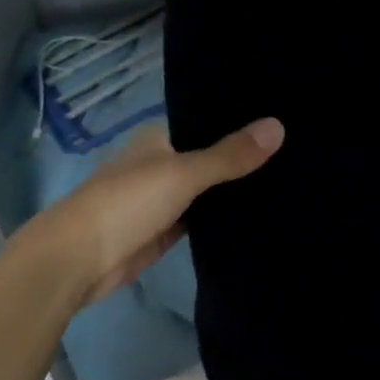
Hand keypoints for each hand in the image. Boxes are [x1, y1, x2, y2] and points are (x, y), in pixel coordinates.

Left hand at [25, 119, 283, 307]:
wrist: (78, 261)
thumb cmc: (126, 203)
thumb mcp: (182, 174)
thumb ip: (229, 155)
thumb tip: (279, 126)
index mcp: (160, 138)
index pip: (208, 123)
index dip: (242, 123)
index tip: (286, 119)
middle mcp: (163, 163)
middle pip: (212, 157)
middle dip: (245, 158)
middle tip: (301, 152)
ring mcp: (165, 199)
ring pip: (210, 190)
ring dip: (236, 189)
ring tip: (293, 178)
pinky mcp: (168, 231)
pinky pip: (203, 219)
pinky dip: (225, 218)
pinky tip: (262, 213)